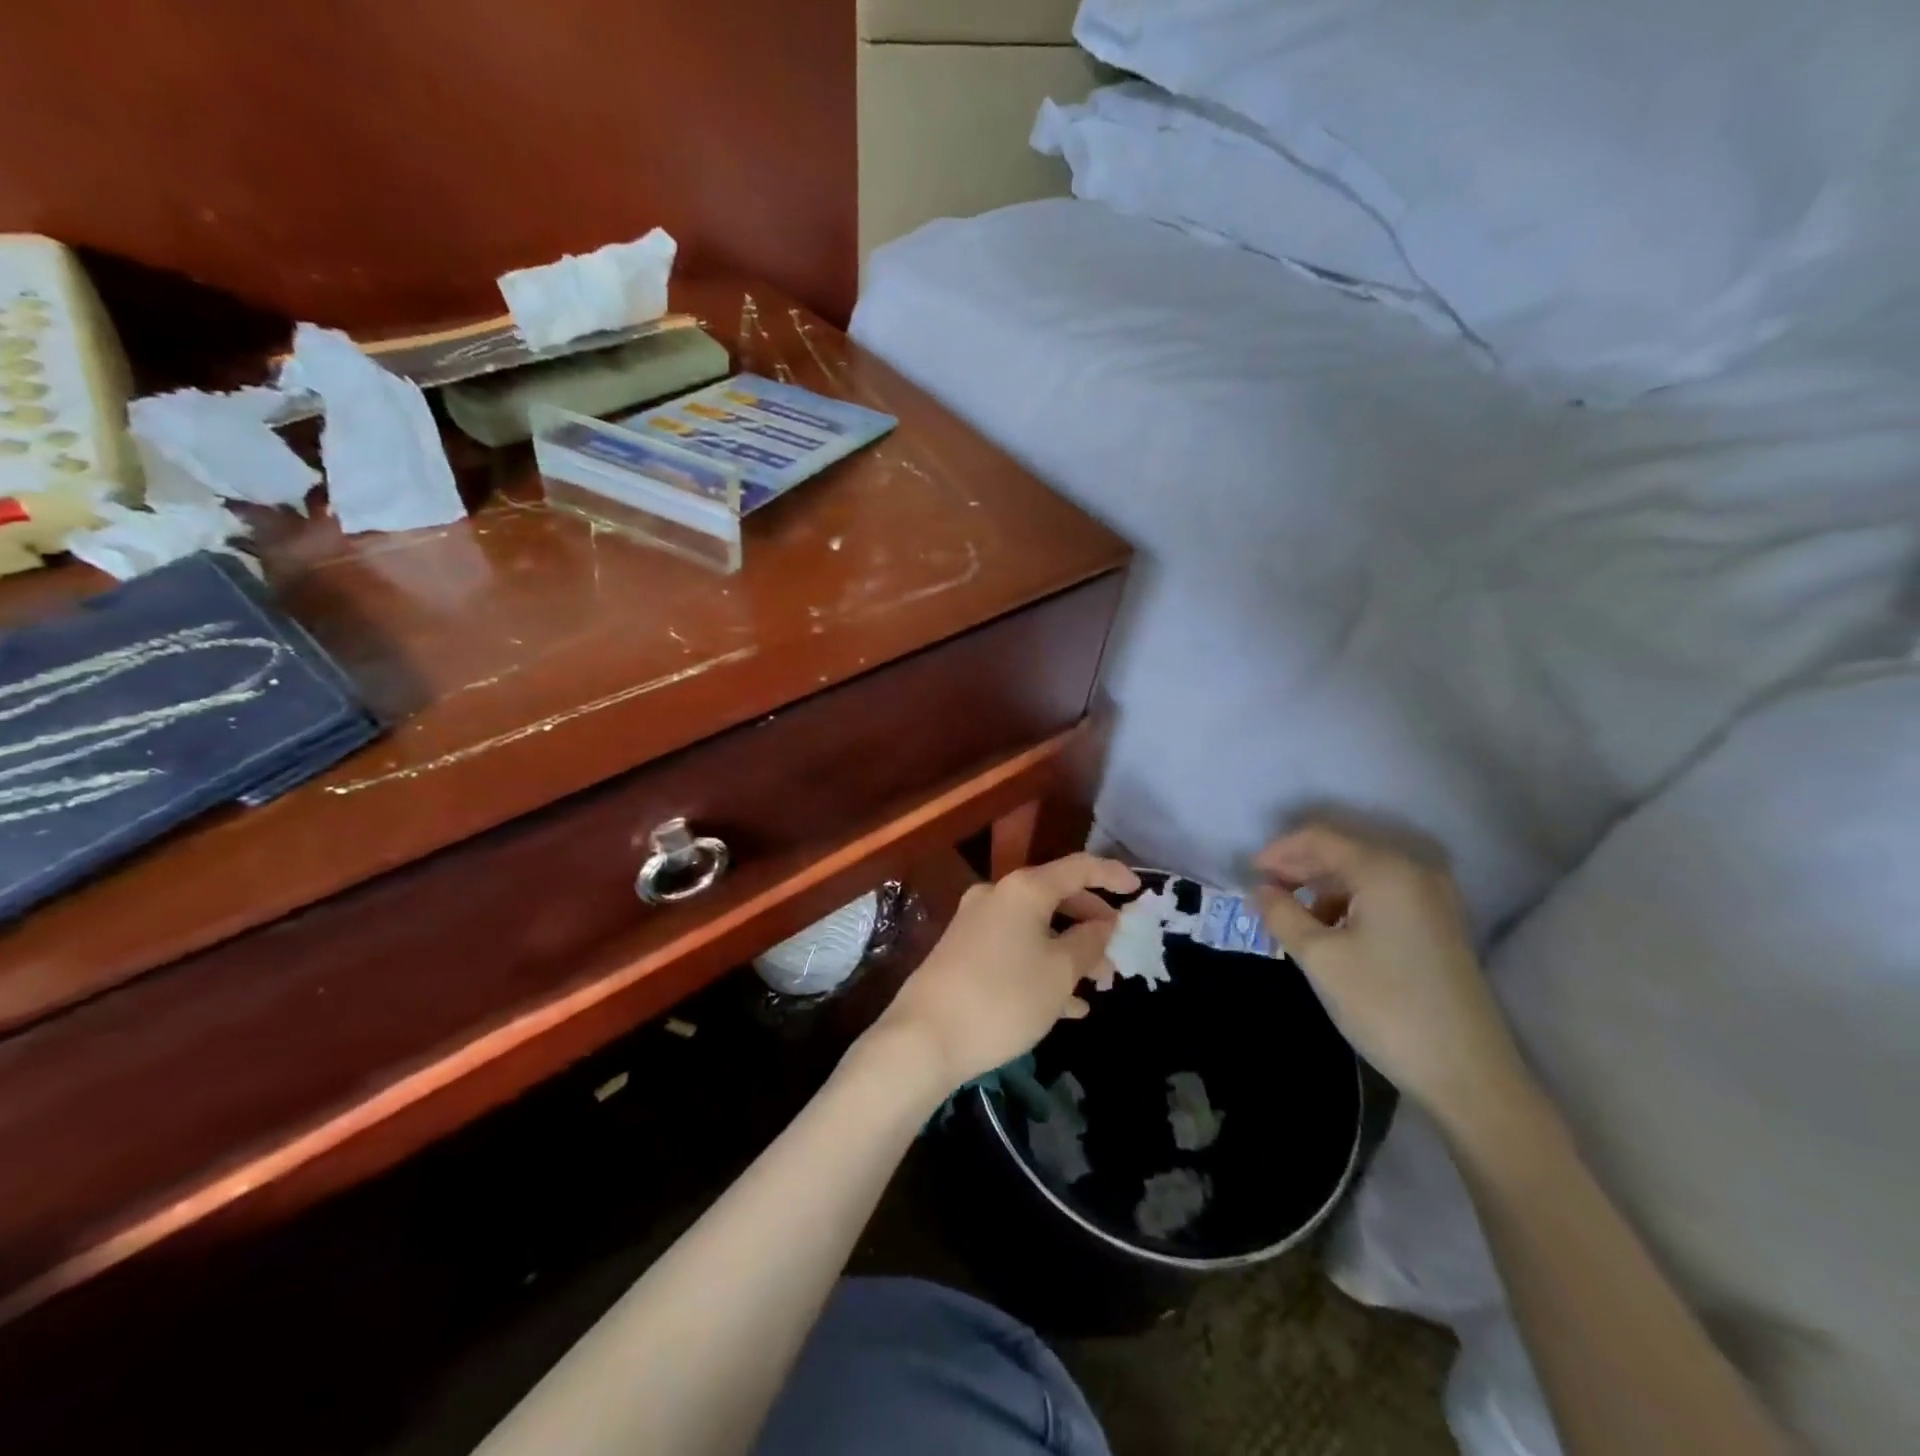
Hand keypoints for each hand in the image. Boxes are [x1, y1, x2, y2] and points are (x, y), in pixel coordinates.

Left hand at [870, 854, 1140, 1096]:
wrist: (924, 1037)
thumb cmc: (1004, 998)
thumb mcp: (1060, 972)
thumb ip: (1089, 942)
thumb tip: (1103, 923)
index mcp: (1023, 889)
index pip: (1078, 867)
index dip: (1112, 875)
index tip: (1139, 890)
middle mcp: (998, 895)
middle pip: (1056, 897)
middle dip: (1091, 925)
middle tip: (1117, 956)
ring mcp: (976, 923)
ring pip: (1037, 928)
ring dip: (1069, 952)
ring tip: (1098, 987)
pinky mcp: (963, 951)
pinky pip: (1015, 949)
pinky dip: (1042, 967)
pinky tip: (1065, 1007)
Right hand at [1252, 824, 1529, 1123]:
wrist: (1467, 1075)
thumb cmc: (1385, 1006)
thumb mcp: (1319, 958)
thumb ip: (1282, 914)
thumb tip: (1260, 890)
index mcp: (1386, 870)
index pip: (1319, 838)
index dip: (1278, 851)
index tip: (1247, 876)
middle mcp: (1414, 871)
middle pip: (1342, 851)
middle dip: (1297, 868)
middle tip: (1263, 896)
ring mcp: (1432, 899)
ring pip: (1360, 875)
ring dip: (1321, 888)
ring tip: (1291, 919)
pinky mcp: (1438, 925)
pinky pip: (1380, 896)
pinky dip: (1347, 904)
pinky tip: (1329, 932)